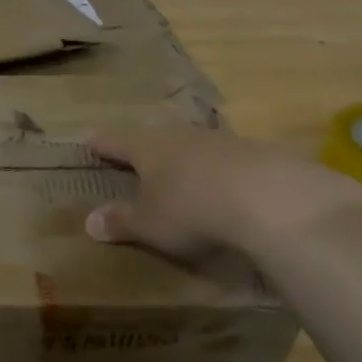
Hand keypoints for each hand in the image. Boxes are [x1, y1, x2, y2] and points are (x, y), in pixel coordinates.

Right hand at [85, 125, 361, 263]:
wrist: (274, 200)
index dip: (101, 142)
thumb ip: (121, 221)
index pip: (116, 140)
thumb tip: (89, 221)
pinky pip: (231, 161)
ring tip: (184, 174)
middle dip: (146, 146)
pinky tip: (229, 190)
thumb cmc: (193, 210)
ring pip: (196, 146)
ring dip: (187, 158)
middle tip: (137, 155)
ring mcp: (225, 142)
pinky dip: (223, 173)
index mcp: (149, 148)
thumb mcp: (149, 224)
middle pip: (157, 136)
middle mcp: (183, 136)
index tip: (88, 139)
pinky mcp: (262, 155)